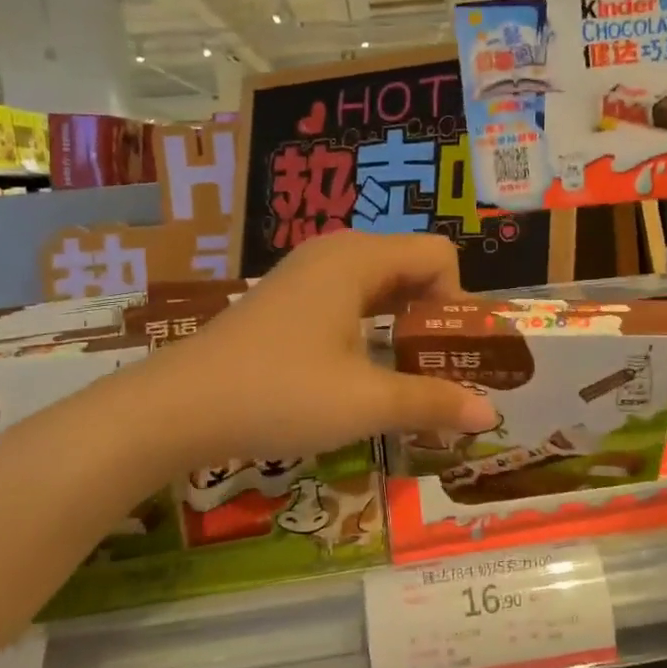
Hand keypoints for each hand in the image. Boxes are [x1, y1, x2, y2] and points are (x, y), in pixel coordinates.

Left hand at [143, 232, 498, 465]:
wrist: (177, 408)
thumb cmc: (279, 394)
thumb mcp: (365, 403)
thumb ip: (432, 401)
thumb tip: (489, 414)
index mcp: (358, 259)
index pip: (438, 255)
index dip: (459, 303)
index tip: (452, 355)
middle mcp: (334, 253)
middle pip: (411, 265)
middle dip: (435, 315)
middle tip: (438, 368)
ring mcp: (305, 275)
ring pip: (379, 284)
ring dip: (404, 324)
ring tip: (405, 374)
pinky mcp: (286, 300)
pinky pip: (349, 298)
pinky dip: (371, 327)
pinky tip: (360, 369)